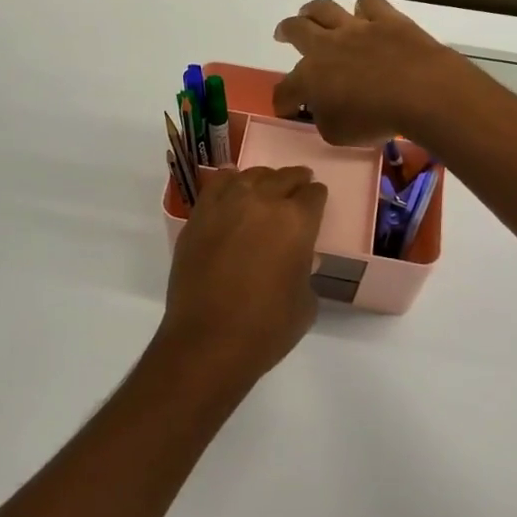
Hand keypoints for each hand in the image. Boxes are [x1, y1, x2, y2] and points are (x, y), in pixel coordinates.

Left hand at [154, 166, 327, 395]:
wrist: (209, 340)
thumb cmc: (267, 327)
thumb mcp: (305, 301)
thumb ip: (303, 269)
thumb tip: (295, 259)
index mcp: (297, 221)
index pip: (314, 195)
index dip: (317, 198)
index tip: (316, 201)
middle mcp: (262, 202)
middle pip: (284, 178)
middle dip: (295, 181)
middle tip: (299, 185)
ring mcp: (226, 205)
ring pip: (251, 176)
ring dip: (264, 180)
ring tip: (267, 187)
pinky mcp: (199, 216)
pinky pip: (217, 185)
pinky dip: (229, 182)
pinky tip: (233, 186)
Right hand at [272, 0, 474, 146]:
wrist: (421, 92)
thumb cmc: (375, 120)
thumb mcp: (338, 134)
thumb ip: (324, 120)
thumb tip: (324, 110)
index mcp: (309, 78)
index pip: (285, 89)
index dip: (283, 101)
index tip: (287, 109)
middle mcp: (326, 46)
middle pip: (296, 30)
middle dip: (285, 32)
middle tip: (282, 34)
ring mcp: (356, 28)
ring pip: (325, 9)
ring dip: (313, 10)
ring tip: (310, 13)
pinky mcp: (386, 20)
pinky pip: (369, 3)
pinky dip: (364, 7)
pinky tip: (365, 13)